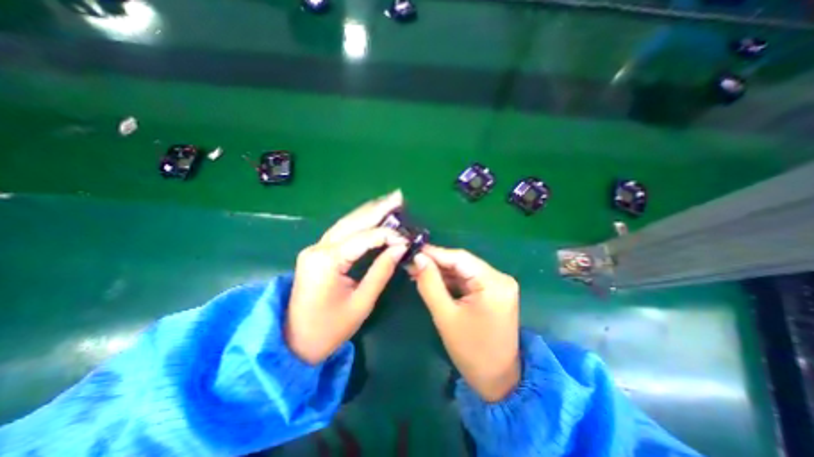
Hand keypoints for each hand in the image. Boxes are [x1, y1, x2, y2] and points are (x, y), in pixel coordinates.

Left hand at [287, 191, 410, 366]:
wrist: (295, 343)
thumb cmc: (329, 328)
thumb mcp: (362, 302)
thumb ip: (381, 271)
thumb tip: (400, 247)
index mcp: (327, 261)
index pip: (364, 238)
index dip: (388, 235)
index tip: (407, 238)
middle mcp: (319, 248)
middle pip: (353, 221)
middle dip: (378, 208)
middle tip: (398, 196)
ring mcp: (315, 248)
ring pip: (346, 223)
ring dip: (369, 211)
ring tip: (388, 202)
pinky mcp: (318, 253)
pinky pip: (342, 232)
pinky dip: (360, 222)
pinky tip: (372, 215)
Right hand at [410, 246, 517, 399]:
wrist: (498, 380)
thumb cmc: (471, 351)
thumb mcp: (445, 316)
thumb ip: (430, 284)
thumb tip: (418, 258)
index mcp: (493, 283)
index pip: (459, 258)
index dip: (434, 253)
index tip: (412, 250)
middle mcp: (500, 278)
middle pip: (462, 263)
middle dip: (435, 263)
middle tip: (411, 262)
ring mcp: (498, 284)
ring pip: (463, 270)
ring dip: (441, 272)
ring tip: (416, 271)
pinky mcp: (493, 292)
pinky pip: (467, 280)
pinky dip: (450, 280)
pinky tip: (432, 280)